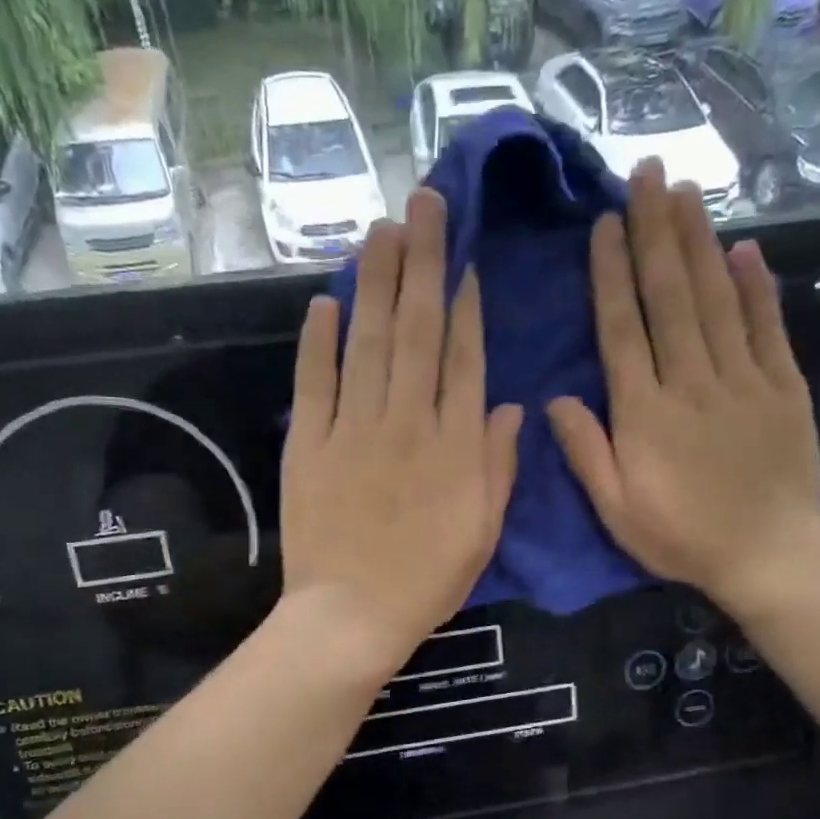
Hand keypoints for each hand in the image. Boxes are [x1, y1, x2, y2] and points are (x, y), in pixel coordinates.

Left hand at [280, 188, 522, 675]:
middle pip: (417, 330)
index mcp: (454, 444)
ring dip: (376, 282)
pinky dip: (318, 341)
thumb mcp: (483, 531)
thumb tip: (511, 406)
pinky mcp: (308, 445)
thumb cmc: (427, 580)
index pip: (463, 358)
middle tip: (423, 203)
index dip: (466, 304)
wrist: (352, 615)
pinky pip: (314, 382)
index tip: (464, 258)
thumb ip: (497, 465)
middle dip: (422, 262)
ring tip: (382, 229)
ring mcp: (353, 429)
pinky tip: (326, 301)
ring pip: (368, 342)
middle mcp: (407, 421)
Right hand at [547, 162, 819, 614]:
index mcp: (645, 413)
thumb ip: (586, 452)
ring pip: (717, 299)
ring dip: (700, 242)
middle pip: (671, 296)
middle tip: (648, 174)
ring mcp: (743, 380)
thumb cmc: (682, 538)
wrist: (769, 557)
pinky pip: (768, 327)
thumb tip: (556, 399)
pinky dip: (758, 286)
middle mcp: (692, 382)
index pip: (623, 329)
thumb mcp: (616, 510)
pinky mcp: (784, 388)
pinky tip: (746, 248)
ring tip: (686, 192)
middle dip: (655, 232)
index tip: (604, 224)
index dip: (611, 273)